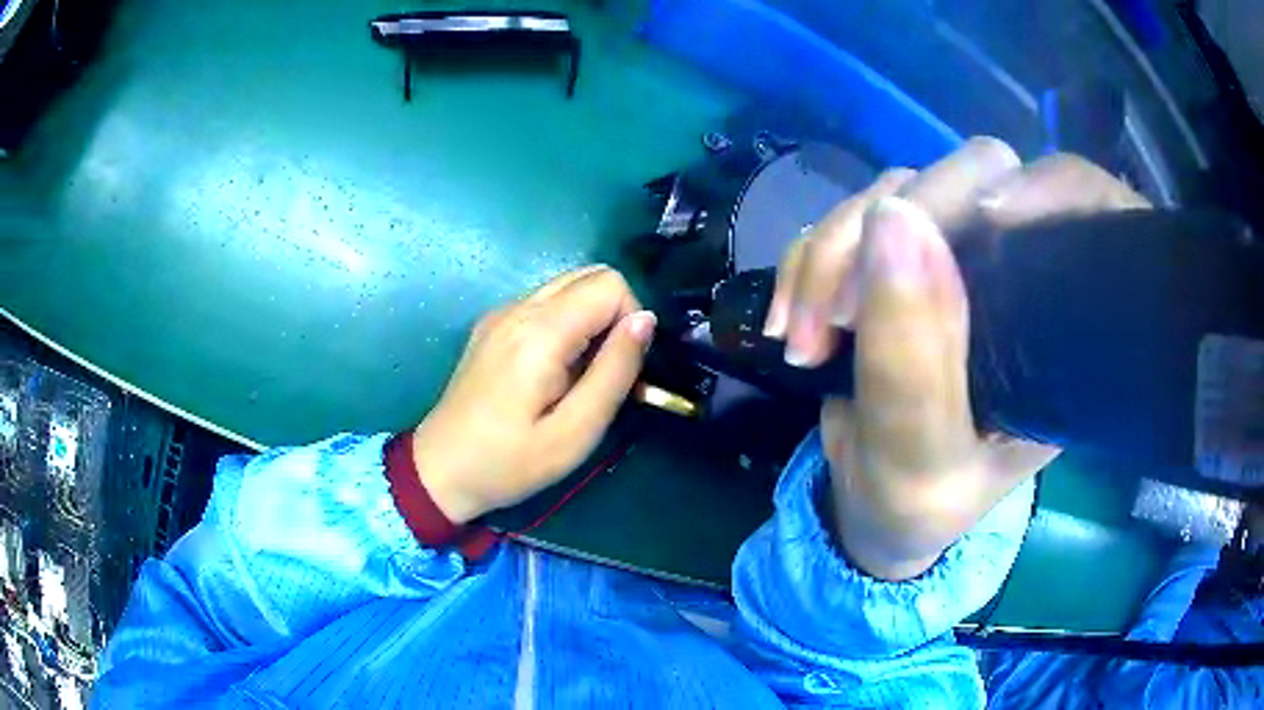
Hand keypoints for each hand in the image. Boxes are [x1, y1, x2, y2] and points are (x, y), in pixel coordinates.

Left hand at [411, 265, 655, 523]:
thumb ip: (614, 371)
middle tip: (605, 371)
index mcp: (540, 332)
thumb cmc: (509, 462)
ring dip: (591, 320)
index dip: (631, 320)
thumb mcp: (575, 432)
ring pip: (569, 286)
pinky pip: (545, 303)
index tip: (623, 370)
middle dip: (614, 315)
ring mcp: (501, 312)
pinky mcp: (492, 324)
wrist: (440, 471)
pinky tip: (552, 371)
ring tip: (579, 375)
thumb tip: (645, 319)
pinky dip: (566, 324)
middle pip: (591, 275)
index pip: (610, 284)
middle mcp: (519, 307)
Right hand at [765, 139, 1149, 579]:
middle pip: (973, 178)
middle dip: (890, 229)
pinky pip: (854, 216)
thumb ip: (912, 359)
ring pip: (899, 189)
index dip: (1032, 192)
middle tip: (836, 316)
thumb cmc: (915, 503)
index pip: (1073, 209)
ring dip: (832, 252)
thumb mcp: (918, 459)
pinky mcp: (901, 255)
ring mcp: (956, 254)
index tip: (966, 233)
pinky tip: (791, 321)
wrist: (870, 504)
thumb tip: (892, 216)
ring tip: (802, 337)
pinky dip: (809, 259)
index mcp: (1057, 327)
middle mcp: (1017, 274)